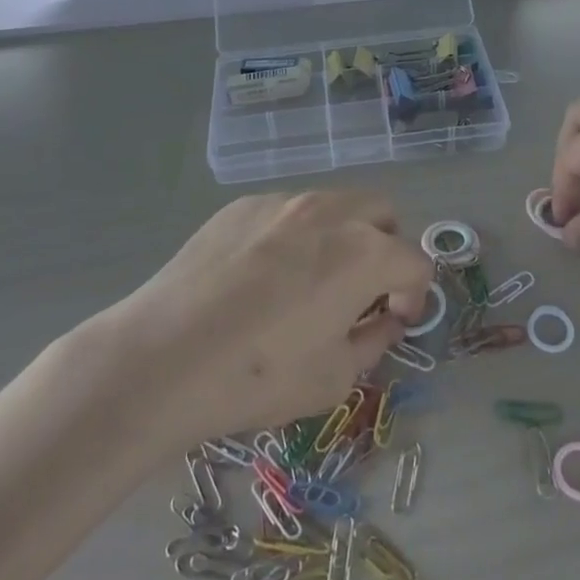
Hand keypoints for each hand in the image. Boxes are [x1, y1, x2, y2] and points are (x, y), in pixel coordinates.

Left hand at [110, 191, 432, 442]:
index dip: (415, 295)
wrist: (164, 357)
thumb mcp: (334, 378)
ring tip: (310, 281)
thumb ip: (373, 341)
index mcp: (364, 251)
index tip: (395, 321)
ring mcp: (282, 202)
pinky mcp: (241, 206)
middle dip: (386, 247)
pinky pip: (286, 212)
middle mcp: (329, 211)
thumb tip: (384, 321)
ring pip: (333, 204)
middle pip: (381, 212)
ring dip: (341, 236)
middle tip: (362, 290)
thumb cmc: (259, 375)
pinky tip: (262, 277)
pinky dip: (294, 235)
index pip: (415, 261)